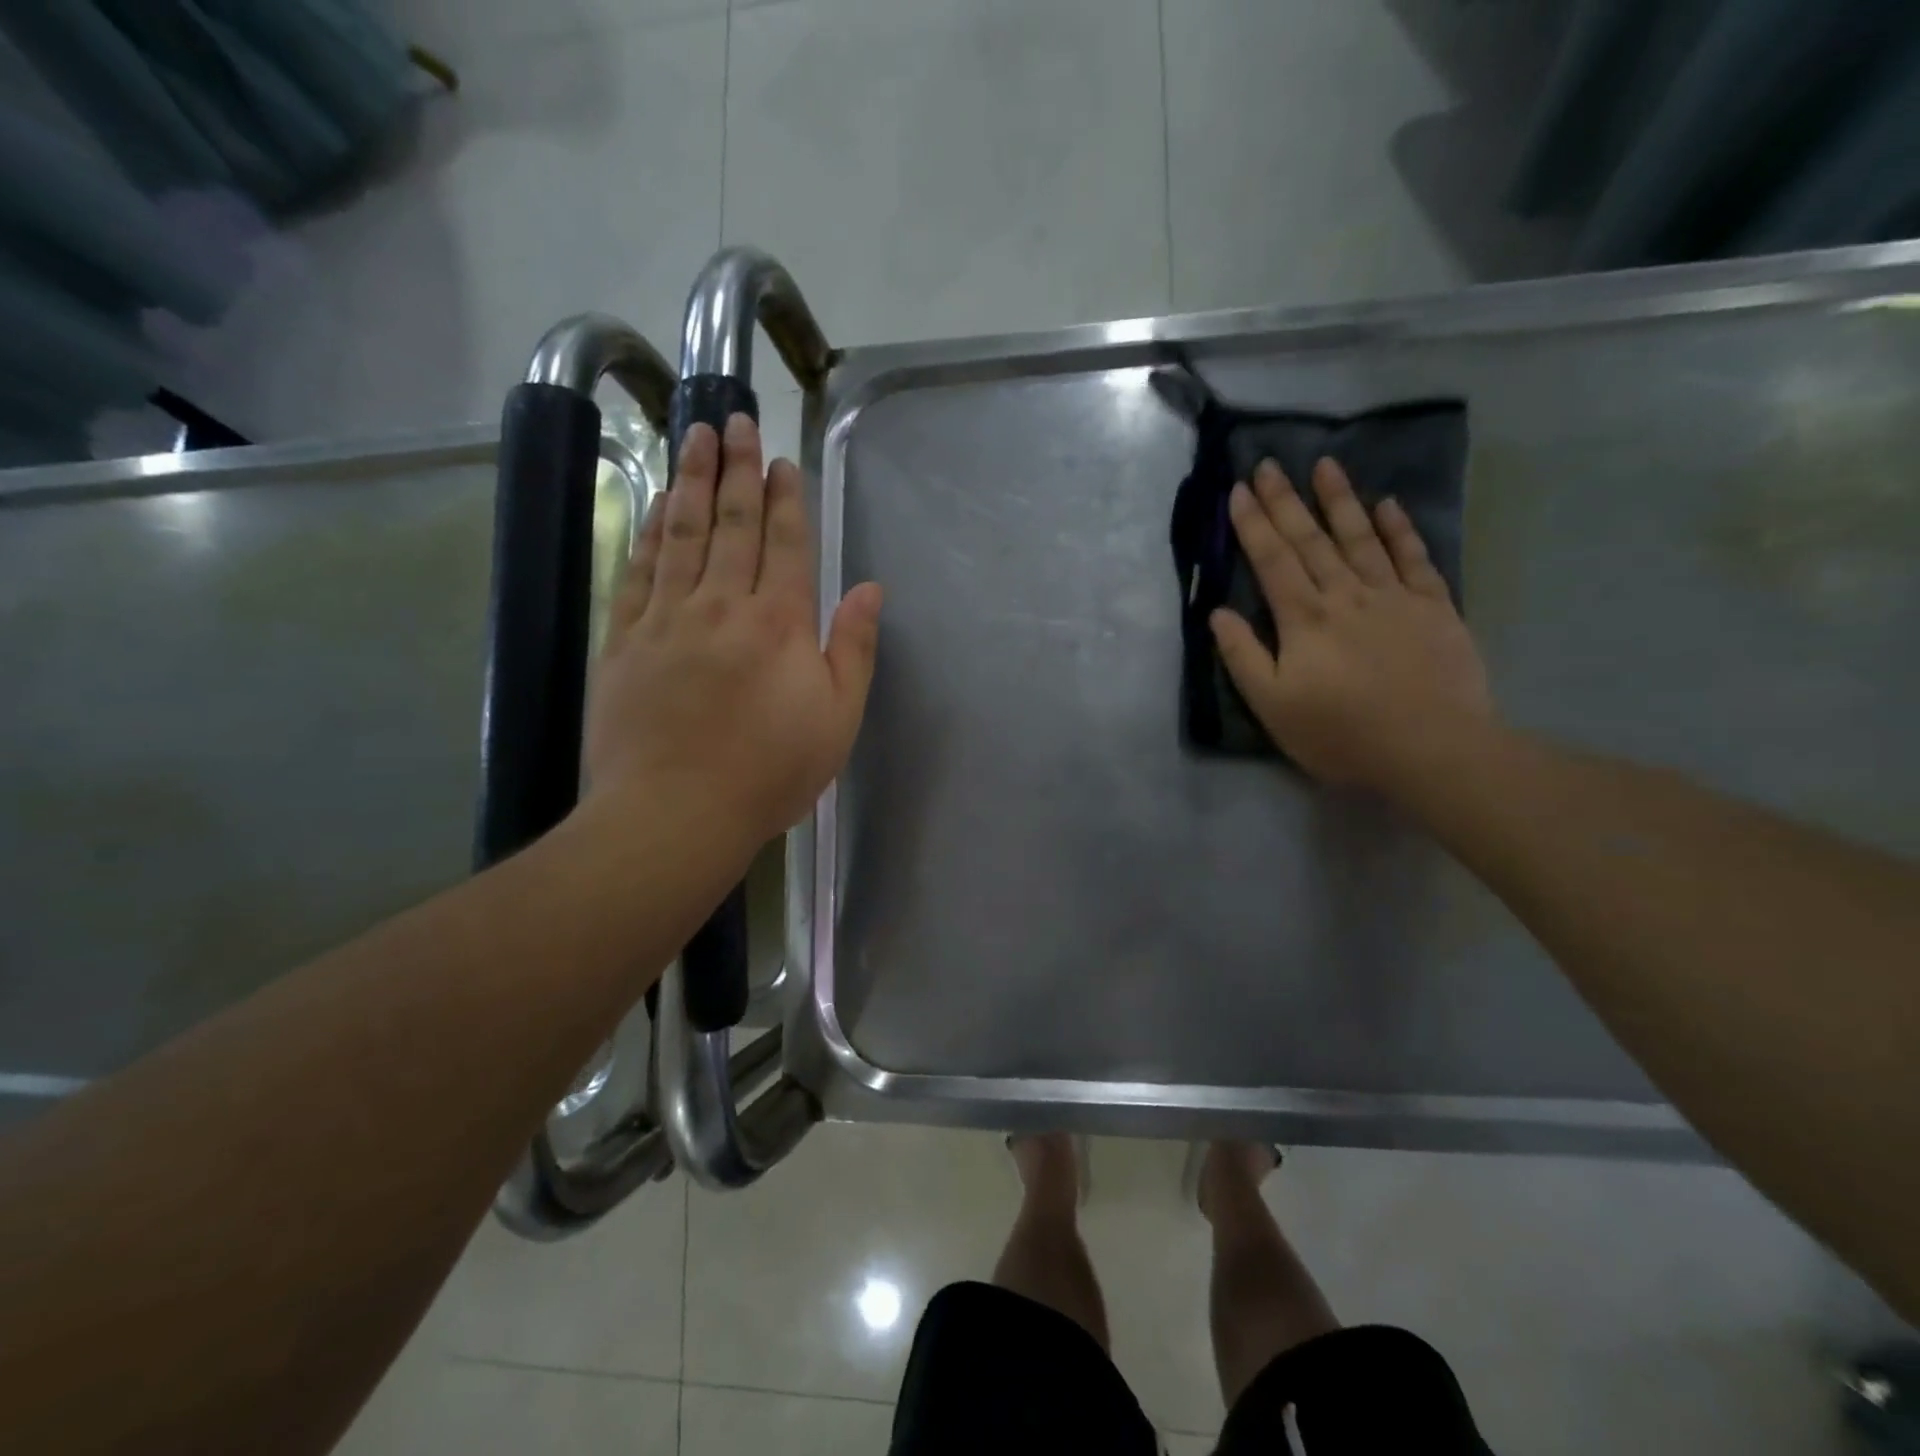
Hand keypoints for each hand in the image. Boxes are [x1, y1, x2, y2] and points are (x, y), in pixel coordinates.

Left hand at [584, 415, 882, 846]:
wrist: (676, 813)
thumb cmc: (771, 772)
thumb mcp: (838, 719)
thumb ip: (854, 648)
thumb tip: (870, 589)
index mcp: (780, 624)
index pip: (784, 543)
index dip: (785, 498)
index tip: (782, 460)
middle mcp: (723, 605)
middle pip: (732, 524)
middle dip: (738, 469)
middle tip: (737, 420)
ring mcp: (667, 619)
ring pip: (682, 534)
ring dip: (692, 481)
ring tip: (696, 436)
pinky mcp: (625, 640)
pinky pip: (638, 571)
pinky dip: (649, 533)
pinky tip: (657, 506)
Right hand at [1210, 457, 1492, 792]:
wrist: (1431, 749)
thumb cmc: (1340, 733)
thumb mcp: (1273, 705)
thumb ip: (1243, 656)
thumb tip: (1218, 614)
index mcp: (1303, 618)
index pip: (1272, 560)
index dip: (1253, 524)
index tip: (1239, 489)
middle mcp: (1345, 595)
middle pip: (1310, 540)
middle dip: (1286, 501)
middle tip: (1269, 464)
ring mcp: (1393, 597)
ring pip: (1361, 538)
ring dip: (1340, 500)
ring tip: (1325, 465)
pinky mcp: (1434, 607)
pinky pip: (1414, 558)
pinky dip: (1400, 529)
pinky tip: (1388, 505)